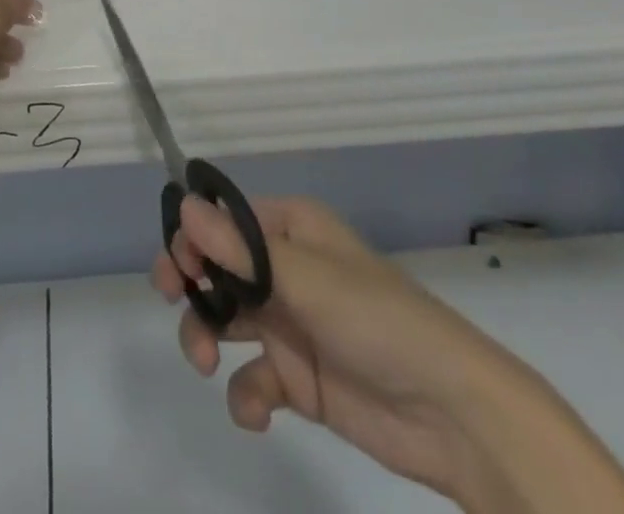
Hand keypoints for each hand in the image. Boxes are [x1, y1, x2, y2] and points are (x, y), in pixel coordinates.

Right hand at [156, 195, 500, 499]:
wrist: (453, 417)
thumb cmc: (378, 321)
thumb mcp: (306, 279)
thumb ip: (240, 251)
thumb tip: (183, 206)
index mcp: (293, 229)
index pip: (227, 219)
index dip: (194, 235)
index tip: (176, 264)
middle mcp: (286, 269)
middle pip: (218, 266)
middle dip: (192, 283)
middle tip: (169, 296)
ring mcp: (290, 324)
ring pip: (226, 319)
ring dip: (206, 336)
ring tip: (207, 361)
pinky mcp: (299, 380)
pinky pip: (253, 379)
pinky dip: (245, 396)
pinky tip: (257, 413)